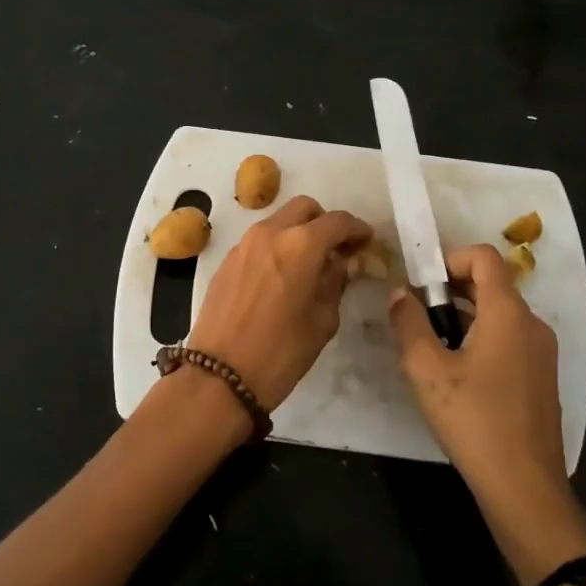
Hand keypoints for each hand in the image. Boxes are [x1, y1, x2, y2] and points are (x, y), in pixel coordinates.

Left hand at [188, 196, 371, 409]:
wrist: (218, 376)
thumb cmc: (280, 352)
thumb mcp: (322, 321)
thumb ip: (335, 284)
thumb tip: (341, 265)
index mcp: (300, 245)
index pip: (337, 221)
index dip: (357, 229)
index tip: (367, 242)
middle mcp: (269, 233)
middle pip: (304, 208)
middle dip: (325, 222)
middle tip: (337, 250)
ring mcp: (243, 245)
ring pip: (278, 221)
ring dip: (298, 233)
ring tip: (310, 265)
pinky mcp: (226, 261)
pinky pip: (259, 241)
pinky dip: (276, 247)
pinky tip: (282, 277)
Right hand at [389, 245, 585, 575]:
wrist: (524, 486)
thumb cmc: (473, 420)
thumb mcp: (426, 370)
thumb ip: (408, 323)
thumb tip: (398, 292)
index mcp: (507, 313)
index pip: (484, 257)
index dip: (450, 259)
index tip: (421, 285)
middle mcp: (532, 324)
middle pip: (491, 284)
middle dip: (451, 290)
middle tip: (418, 318)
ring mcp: (542, 352)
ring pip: (500, 314)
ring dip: (464, 317)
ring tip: (433, 350)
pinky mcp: (542, 377)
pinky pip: (510, 339)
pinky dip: (482, 339)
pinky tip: (459, 377)